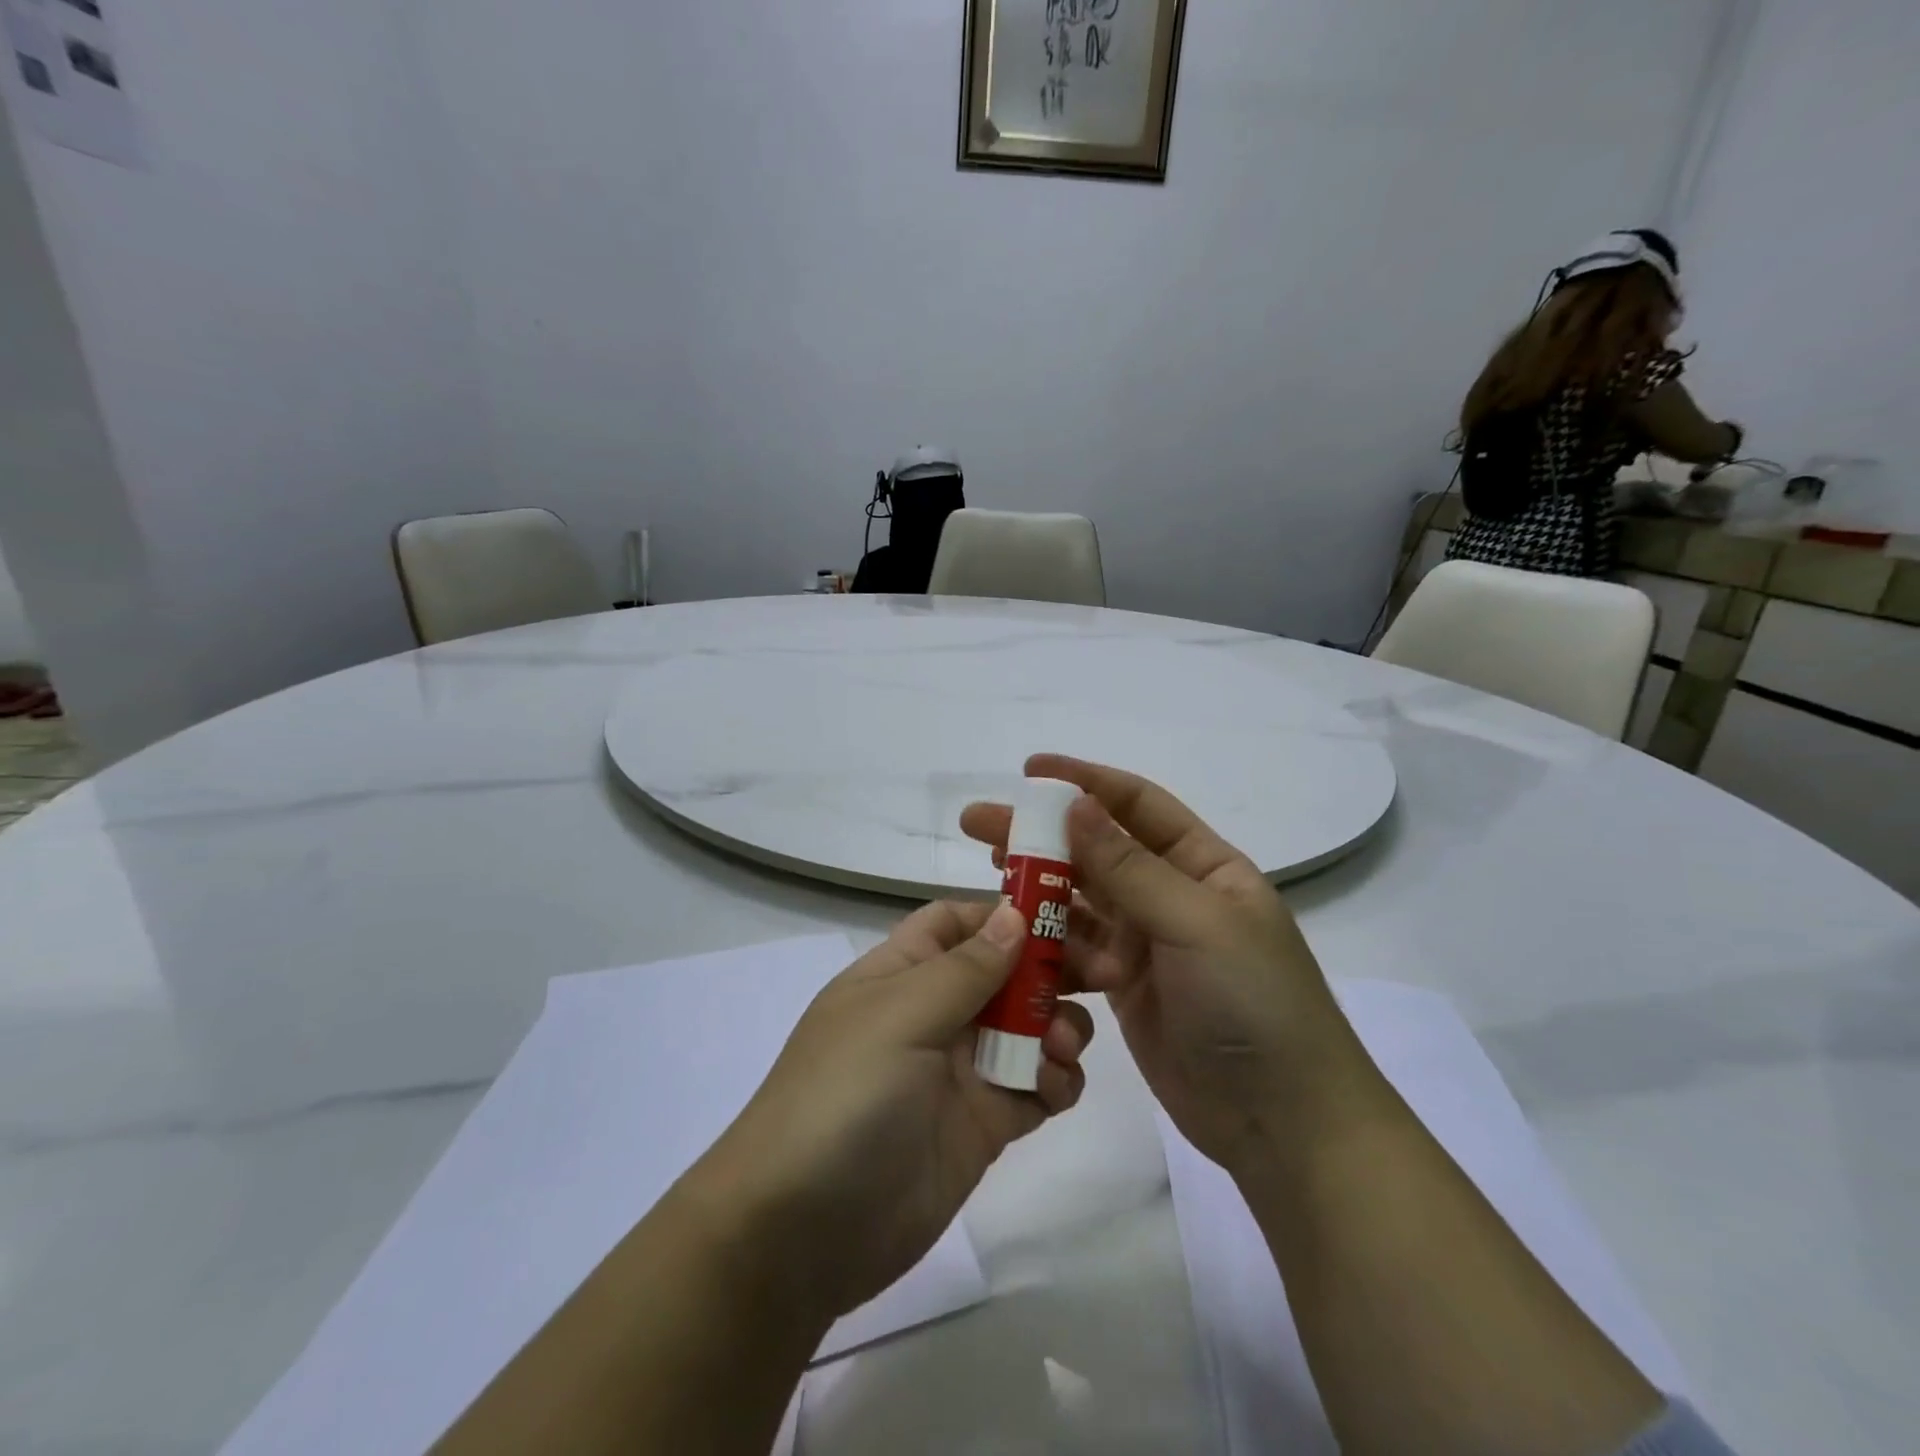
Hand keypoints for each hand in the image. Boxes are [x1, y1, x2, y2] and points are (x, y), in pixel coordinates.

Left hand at [685, 901, 1092, 1322]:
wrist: (800, 1235)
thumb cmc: (843, 1097)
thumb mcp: (900, 1017)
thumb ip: (965, 968)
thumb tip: (1013, 913)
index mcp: (902, 973)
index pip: (958, 922)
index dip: (1006, 912)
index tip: (1065, 914)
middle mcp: (934, 1013)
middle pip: (1006, 971)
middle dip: (1054, 966)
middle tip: (1106, 972)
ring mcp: (960, 1071)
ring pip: (1028, 1027)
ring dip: (1059, 1025)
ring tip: (1063, 1047)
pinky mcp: (982, 1125)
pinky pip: (1034, 1087)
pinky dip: (1057, 1081)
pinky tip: (1057, 1089)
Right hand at [962, 756, 1371, 1176]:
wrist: (1285, 1123)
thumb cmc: (1253, 1004)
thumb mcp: (1195, 923)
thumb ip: (1130, 867)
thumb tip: (1076, 803)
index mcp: (1203, 865)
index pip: (1136, 804)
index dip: (1084, 781)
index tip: (1029, 771)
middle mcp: (1172, 895)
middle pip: (1096, 850)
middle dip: (1041, 834)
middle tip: (979, 823)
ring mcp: (1147, 944)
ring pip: (1080, 901)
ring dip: (1038, 889)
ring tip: (989, 878)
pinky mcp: (1125, 987)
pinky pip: (1076, 953)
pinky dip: (1048, 946)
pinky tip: (1013, 943)